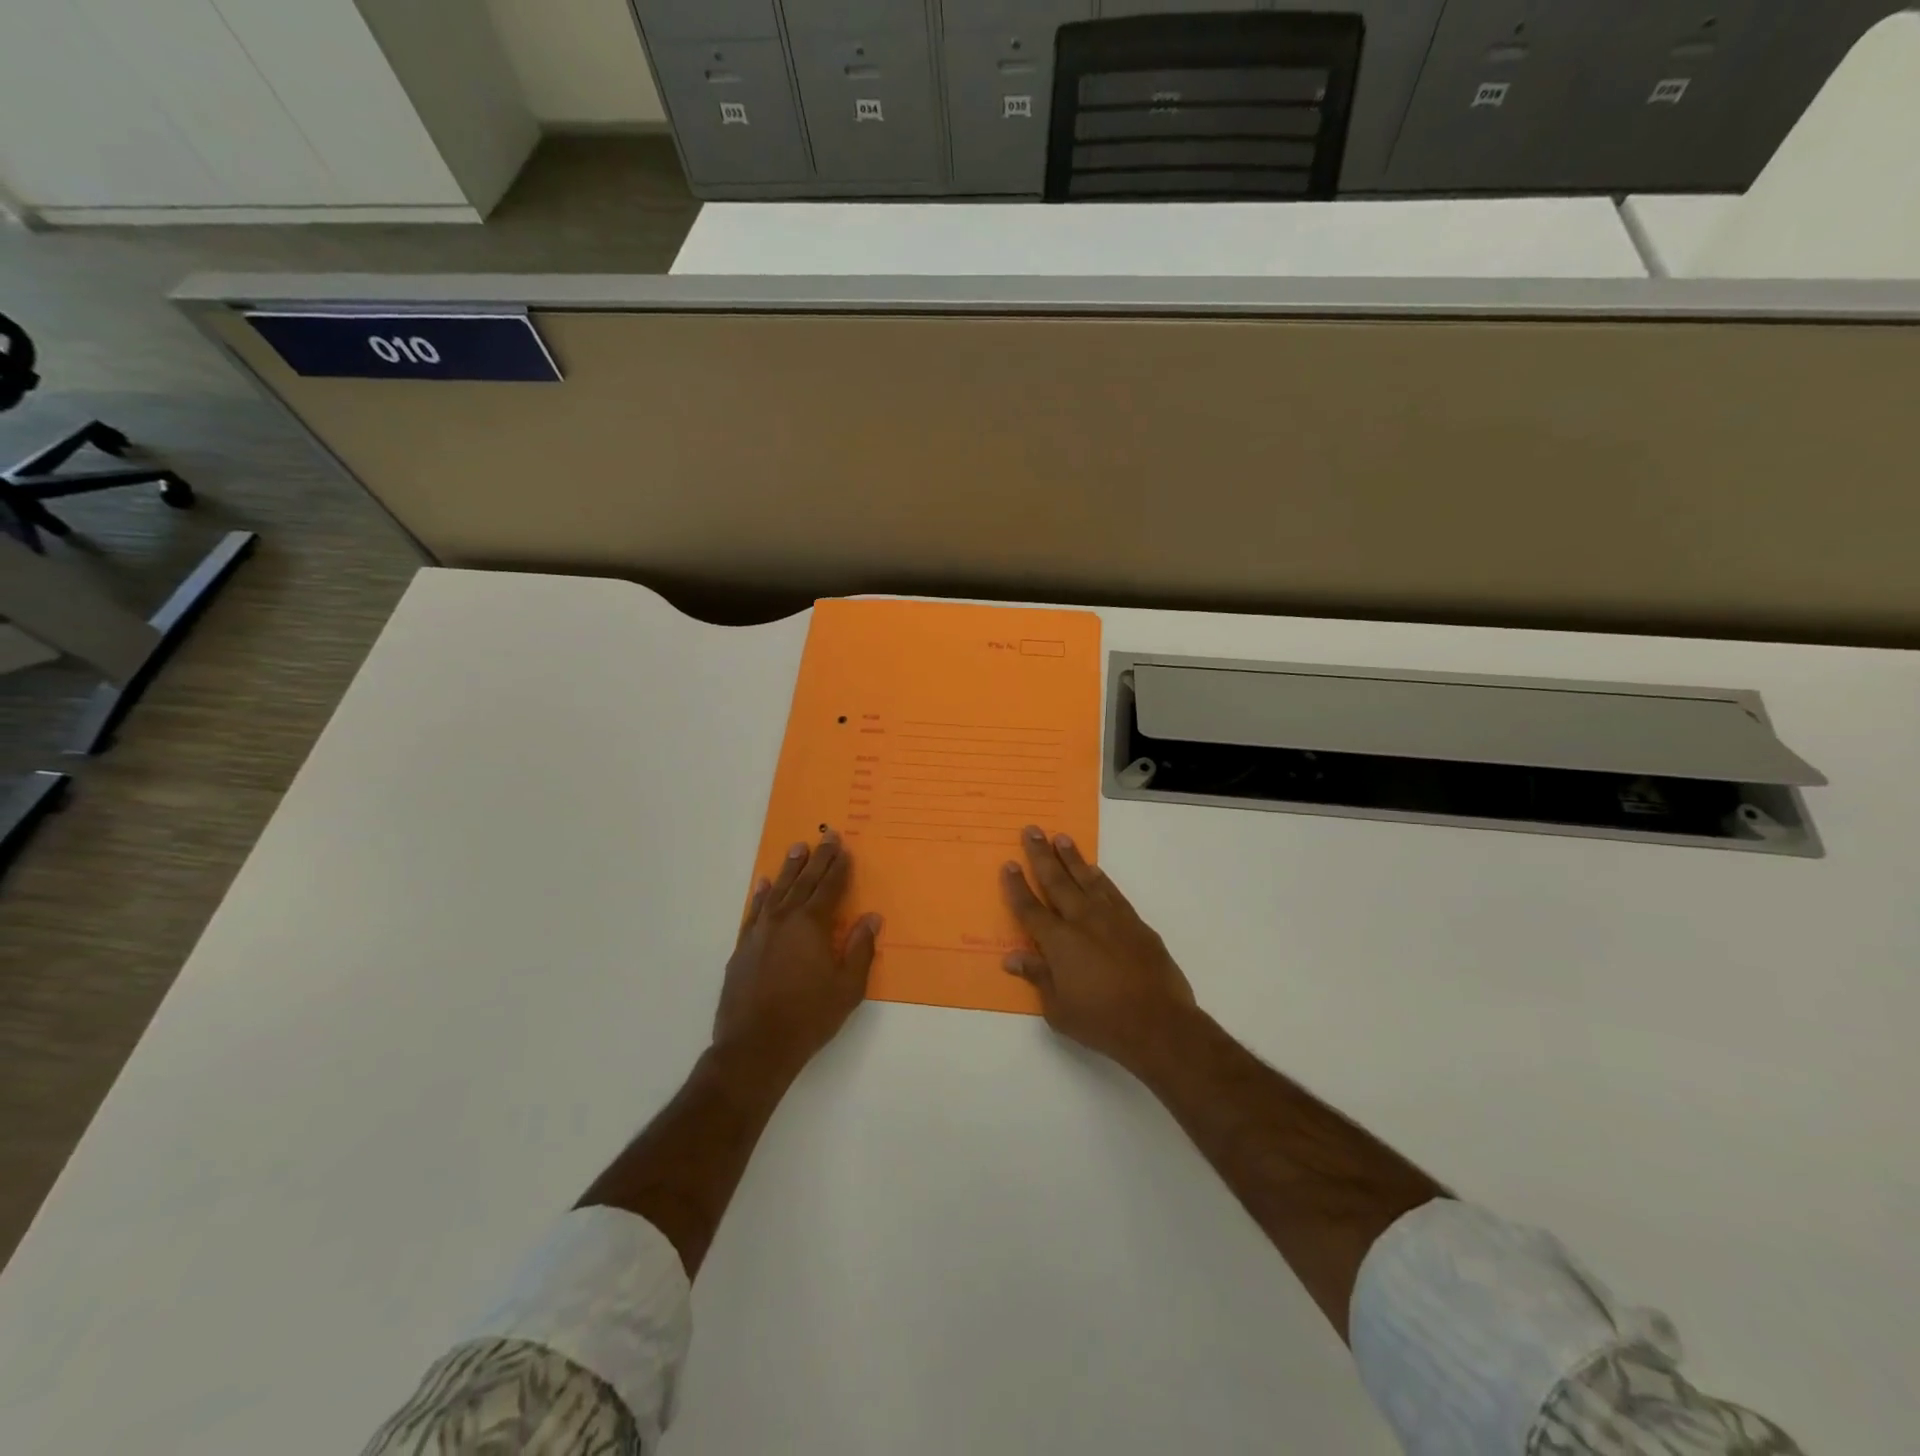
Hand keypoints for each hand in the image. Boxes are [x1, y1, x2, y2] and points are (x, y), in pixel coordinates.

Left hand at [716, 831, 879, 1074]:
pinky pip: (754, 911)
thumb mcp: (847, 987)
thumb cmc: (809, 1017)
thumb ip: (860, 949)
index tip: (845, 848)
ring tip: (797, 848)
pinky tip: (763, 884)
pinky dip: (760, 895)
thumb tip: (871, 918)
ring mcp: (760, 931)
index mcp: (812, 925)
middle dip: (818, 858)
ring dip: (789, 868)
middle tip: (827, 836)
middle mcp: (784, 919)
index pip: (830, 888)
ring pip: (777, 890)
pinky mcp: (743, 947)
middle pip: (804, 881)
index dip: (839, 868)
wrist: (755, 1046)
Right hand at [1001, 826, 1197, 1071]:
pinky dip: (1101, 878)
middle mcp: (1082, 920)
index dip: (1017, 886)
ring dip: (1072, 858)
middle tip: (1032, 830)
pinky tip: (1094, 869)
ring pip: (1086, 879)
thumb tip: (1012, 958)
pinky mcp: (1135, 923)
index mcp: (1058, 942)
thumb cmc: (1102, 1021)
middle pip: (1056, 881)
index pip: (1030, 908)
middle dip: (1041, 855)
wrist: (1158, 1022)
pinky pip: (1112, 892)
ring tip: (1061, 838)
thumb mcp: (1058, 1009)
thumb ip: (1037, 977)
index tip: (1009, 864)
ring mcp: (1111, 918)